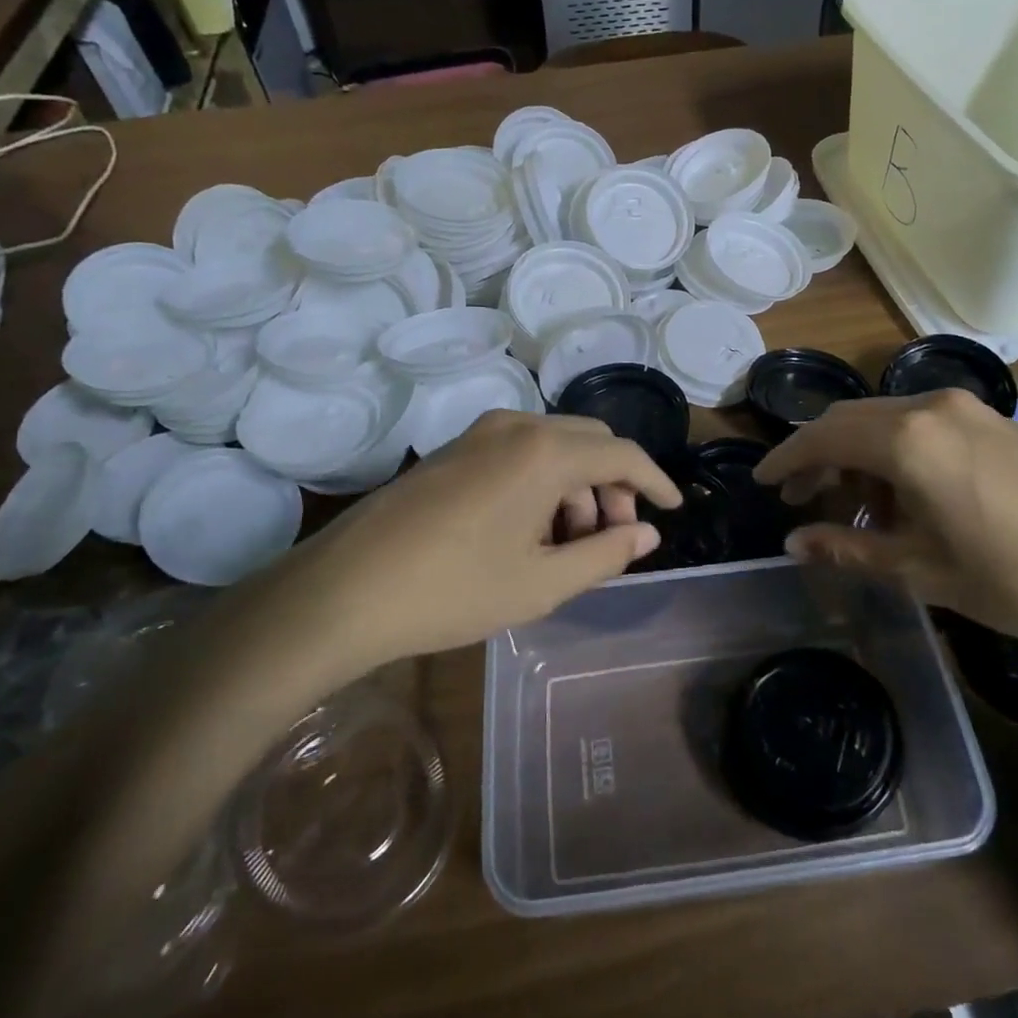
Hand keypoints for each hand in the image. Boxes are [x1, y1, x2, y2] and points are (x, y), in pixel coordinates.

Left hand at [299, 411, 680, 662]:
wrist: (344, 590)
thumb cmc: (453, 591)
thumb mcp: (542, 583)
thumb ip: (606, 554)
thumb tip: (647, 534)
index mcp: (545, 452)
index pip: (622, 455)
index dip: (655, 481)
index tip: (674, 510)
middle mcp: (517, 425)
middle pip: (591, 442)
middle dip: (614, 486)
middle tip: (611, 540)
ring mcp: (480, 432)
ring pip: (555, 445)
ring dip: (578, 486)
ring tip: (567, 546)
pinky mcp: (454, 448)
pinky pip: (521, 451)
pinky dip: (544, 481)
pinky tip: (531, 531)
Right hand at [754, 389, 1017, 660]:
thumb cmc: (1016, 580)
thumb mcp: (921, 569)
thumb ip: (848, 548)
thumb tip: (793, 542)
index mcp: (906, 439)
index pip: (822, 437)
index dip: (785, 460)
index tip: (760, 481)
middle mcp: (931, 408)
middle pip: (850, 420)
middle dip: (817, 456)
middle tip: (797, 499)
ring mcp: (967, 410)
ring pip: (885, 421)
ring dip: (856, 455)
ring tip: (849, 507)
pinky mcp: (994, 422)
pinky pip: (921, 426)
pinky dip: (893, 453)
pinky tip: (900, 496)